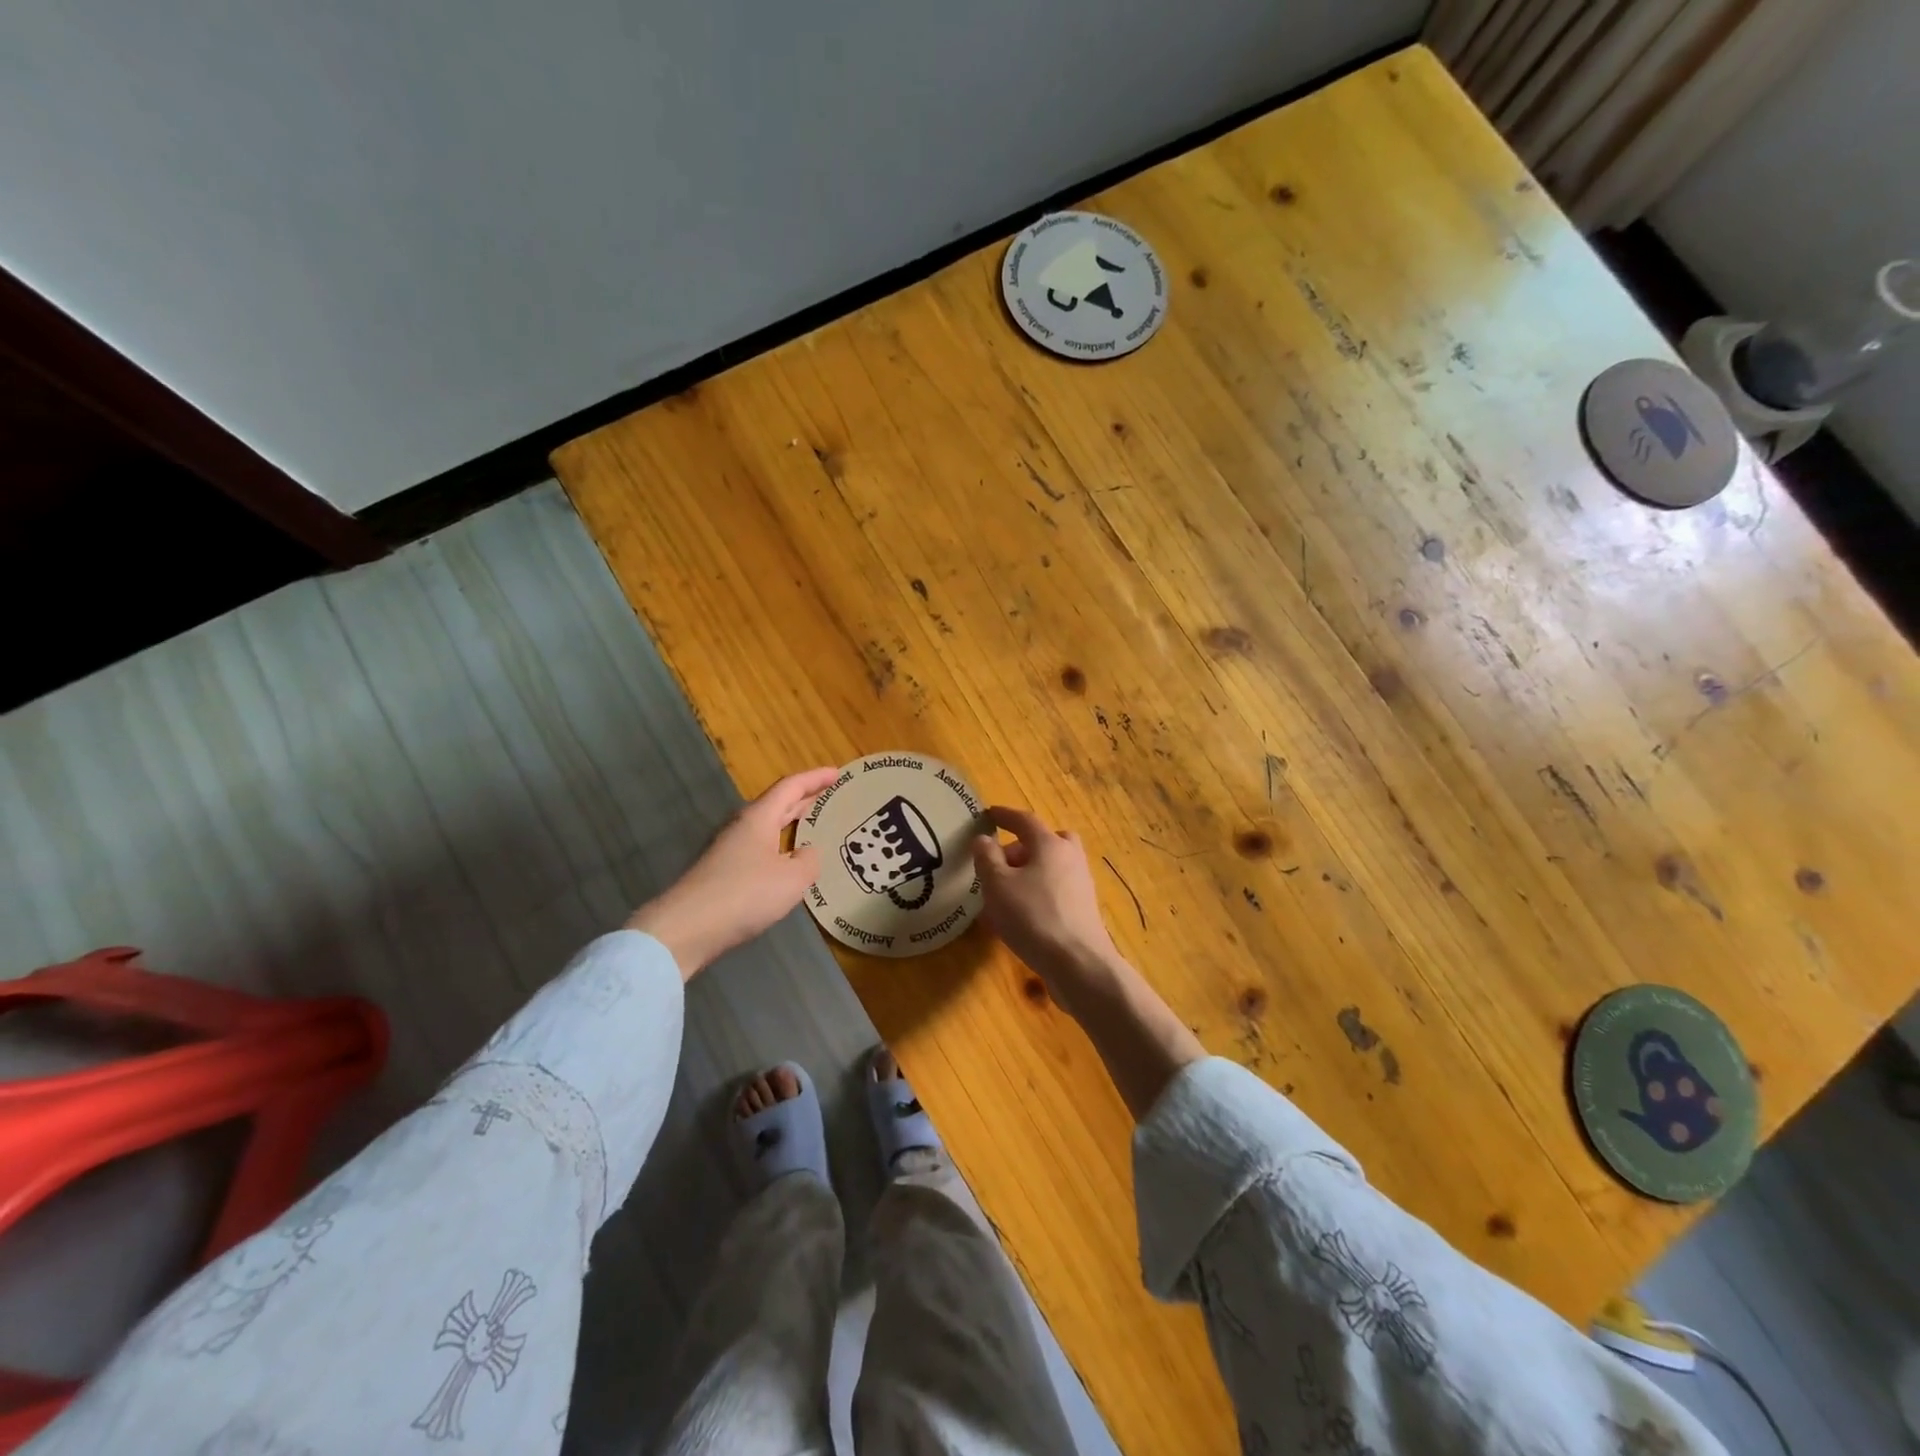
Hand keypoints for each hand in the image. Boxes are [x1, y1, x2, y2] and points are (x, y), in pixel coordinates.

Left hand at [628, 766, 840, 977]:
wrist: (686, 928)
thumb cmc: (745, 894)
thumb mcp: (792, 879)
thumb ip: (808, 861)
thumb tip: (806, 853)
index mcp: (759, 818)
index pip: (790, 787)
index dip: (815, 778)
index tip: (836, 773)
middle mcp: (741, 827)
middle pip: (776, 804)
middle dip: (803, 799)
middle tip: (828, 796)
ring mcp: (728, 850)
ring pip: (766, 827)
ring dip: (789, 823)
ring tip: (812, 826)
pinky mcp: (721, 873)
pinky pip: (758, 849)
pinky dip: (778, 846)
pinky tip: (786, 862)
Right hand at [972, 806, 1123, 1013]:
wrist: (1078, 963)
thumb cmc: (1033, 916)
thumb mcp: (997, 885)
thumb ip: (987, 858)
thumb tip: (984, 839)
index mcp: (1050, 844)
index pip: (1024, 821)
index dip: (1004, 816)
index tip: (989, 815)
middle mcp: (1070, 858)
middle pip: (1046, 842)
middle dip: (1021, 848)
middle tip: (999, 863)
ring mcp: (1080, 885)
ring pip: (1050, 868)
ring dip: (1027, 874)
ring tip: (1001, 896)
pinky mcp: (1082, 910)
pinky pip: (1053, 892)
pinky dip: (1035, 895)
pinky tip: (1017, 918)